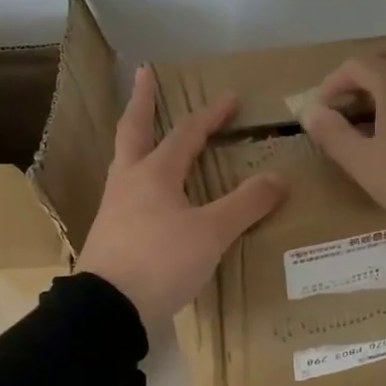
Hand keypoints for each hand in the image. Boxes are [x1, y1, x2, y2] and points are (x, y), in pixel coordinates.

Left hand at [77, 65, 287, 327]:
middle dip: (141, 102)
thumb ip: (245, 204)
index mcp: (153, 174)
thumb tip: (279, 178)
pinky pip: (127, 191)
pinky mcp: (111, 234)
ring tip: (146, 131)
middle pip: (133, 131)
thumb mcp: (211, 233)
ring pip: (126, 160)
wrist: (106, 310)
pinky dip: (138, 175)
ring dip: (136, 138)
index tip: (231, 98)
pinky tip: (147, 191)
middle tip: (144, 75)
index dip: (210, 116)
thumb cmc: (160, 262)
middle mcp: (129, 182)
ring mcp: (115, 208)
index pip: (186, 134)